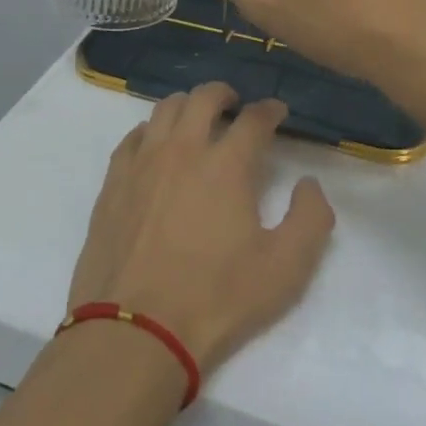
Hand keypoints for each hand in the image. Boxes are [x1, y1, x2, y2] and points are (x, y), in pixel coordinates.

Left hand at [67, 83, 334, 372]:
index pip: (254, 118)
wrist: (135, 331)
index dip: (270, 110)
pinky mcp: (114, 181)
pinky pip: (133, 137)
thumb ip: (310, 219)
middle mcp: (183, 148)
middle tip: (235, 104)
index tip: (277, 112)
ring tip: (196, 120)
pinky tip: (156, 146)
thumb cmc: (216, 299)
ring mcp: (143, 162)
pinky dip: (152, 131)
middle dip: (225, 94)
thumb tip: (308, 184)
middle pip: (204, 97)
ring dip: (187, 105)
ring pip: (165, 108)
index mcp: (227, 163)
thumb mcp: (285, 269)